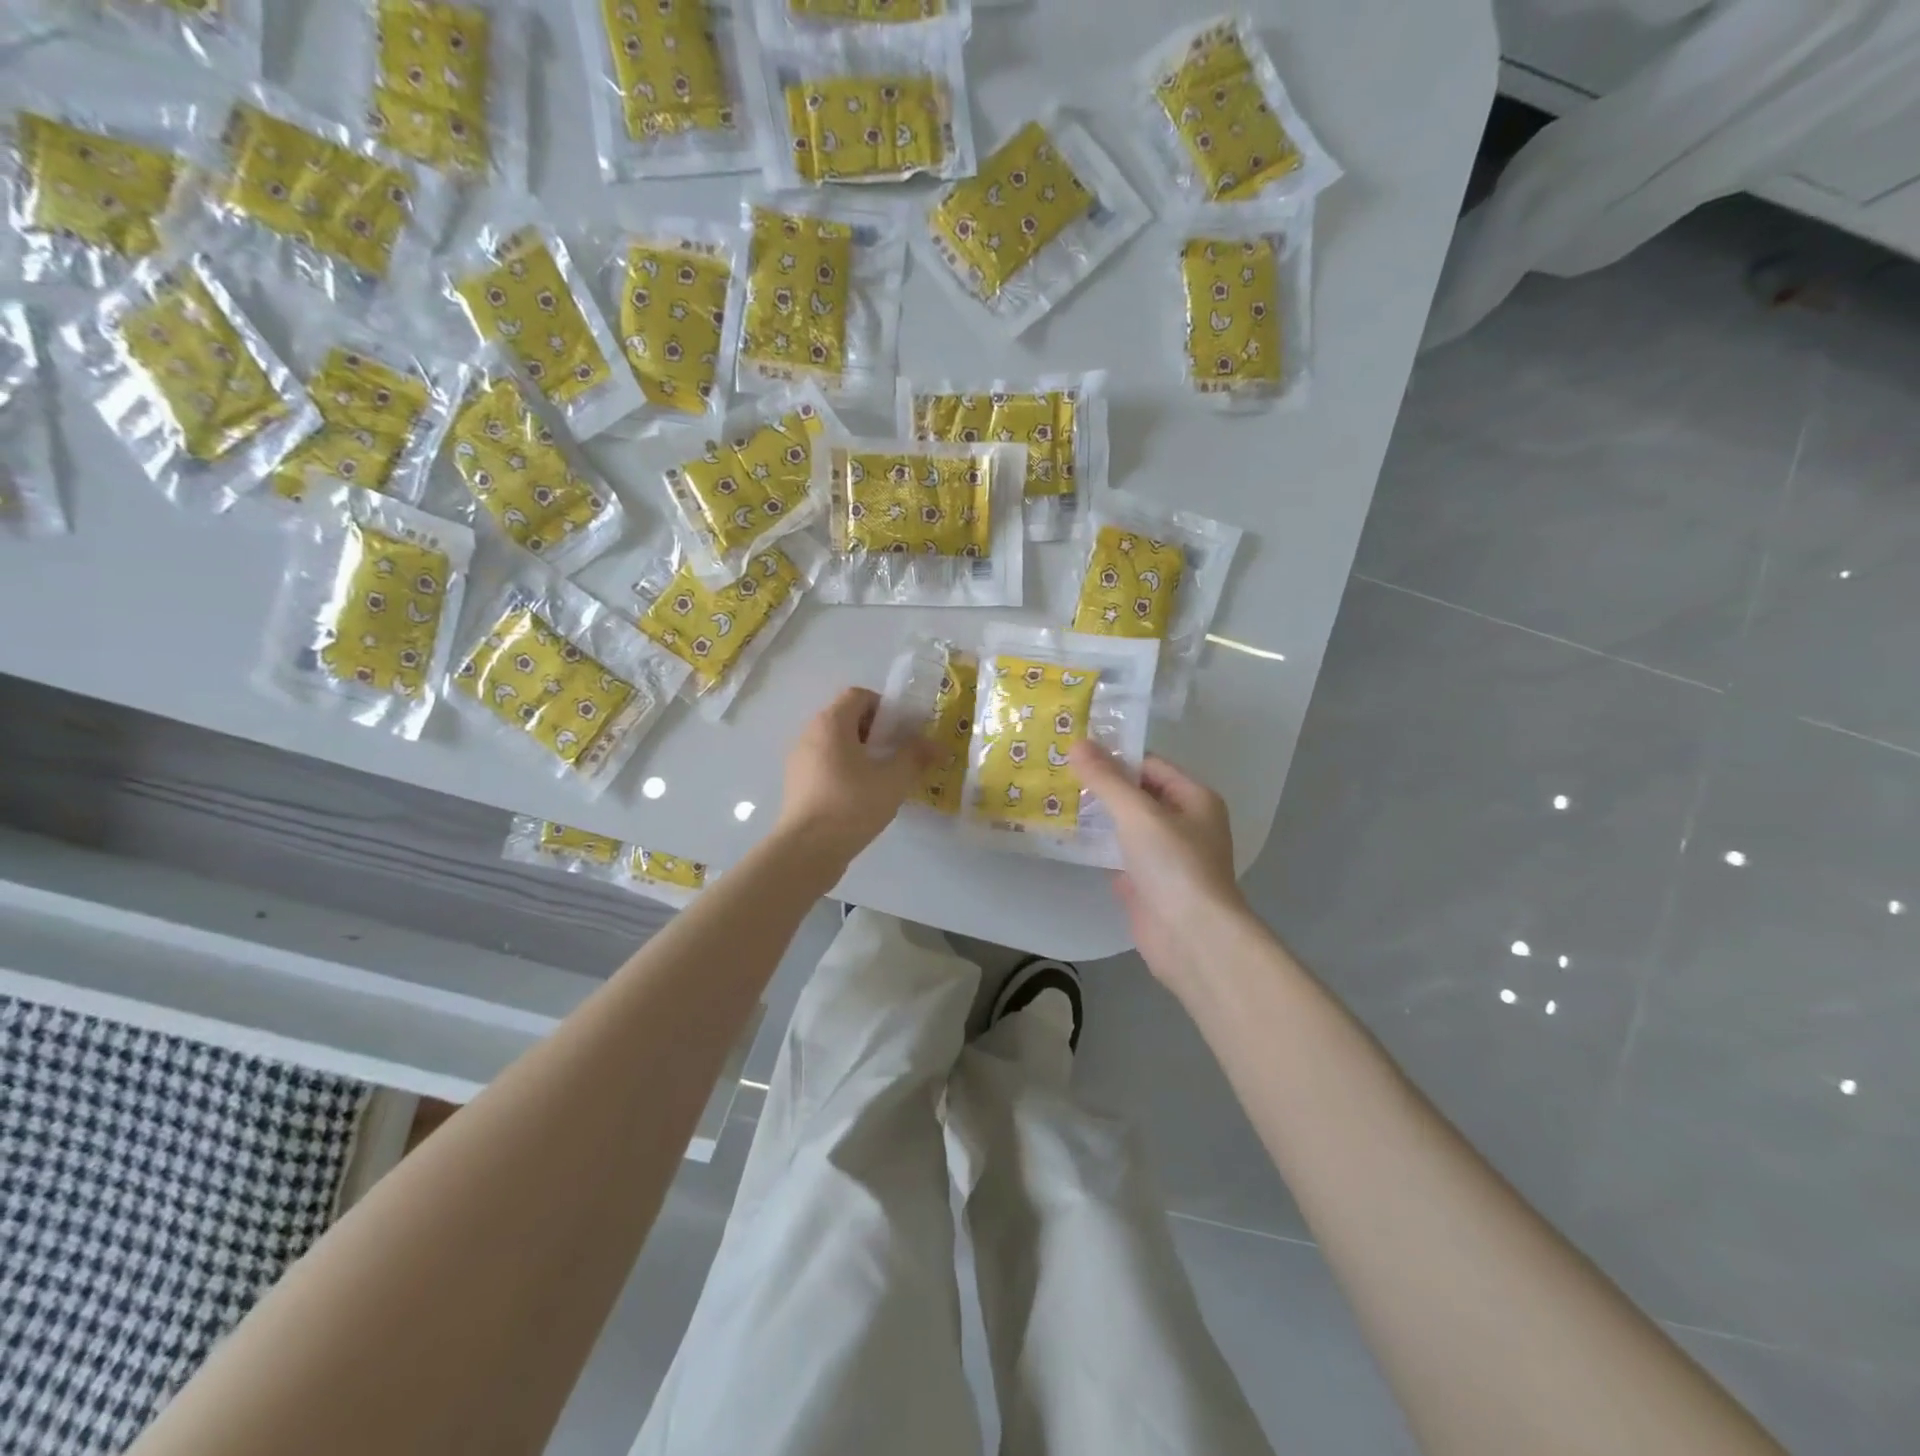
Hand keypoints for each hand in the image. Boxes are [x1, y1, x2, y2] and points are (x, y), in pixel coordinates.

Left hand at [776, 687, 939, 870]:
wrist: (807, 850)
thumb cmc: (852, 805)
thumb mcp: (894, 780)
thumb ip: (916, 756)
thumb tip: (938, 746)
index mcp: (831, 723)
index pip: (858, 695)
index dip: (885, 706)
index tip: (903, 731)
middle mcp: (810, 734)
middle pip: (847, 718)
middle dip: (876, 732)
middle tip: (898, 754)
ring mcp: (799, 760)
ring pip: (836, 744)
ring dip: (861, 753)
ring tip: (884, 778)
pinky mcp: (797, 785)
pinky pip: (826, 765)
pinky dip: (845, 771)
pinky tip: (862, 797)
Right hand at [1070, 742, 1248, 982]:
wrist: (1192, 938)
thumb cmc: (1174, 865)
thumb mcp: (1138, 813)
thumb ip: (1106, 779)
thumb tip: (1078, 743)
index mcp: (1194, 798)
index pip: (1150, 765)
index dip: (1114, 757)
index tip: (1073, 753)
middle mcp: (1184, 823)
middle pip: (1138, 794)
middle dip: (1101, 786)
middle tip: (1056, 774)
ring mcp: (1165, 856)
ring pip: (1126, 826)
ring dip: (1096, 816)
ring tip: (1053, 799)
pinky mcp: (1147, 883)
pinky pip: (1119, 855)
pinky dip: (1097, 847)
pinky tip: (1066, 837)